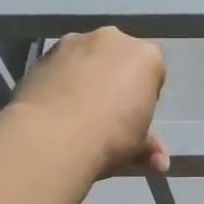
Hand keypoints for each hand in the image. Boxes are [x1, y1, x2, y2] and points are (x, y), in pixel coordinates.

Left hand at [8, 27, 168, 177]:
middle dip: (114, 82)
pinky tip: (54, 110)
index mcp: (146, 56)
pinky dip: (60, 83)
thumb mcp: (138, 146)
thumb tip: (159, 164)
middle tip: (106, 116)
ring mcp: (74, 42)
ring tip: (75, 116)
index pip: (151, 74)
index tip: (134, 120)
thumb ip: (150, 147)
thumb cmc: (111, 136)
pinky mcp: (43, 55)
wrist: (52, 136)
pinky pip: (60, 68)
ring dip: (85, 79)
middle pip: (118, 60)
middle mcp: (112, 39)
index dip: (143, 99)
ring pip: (86, 60)